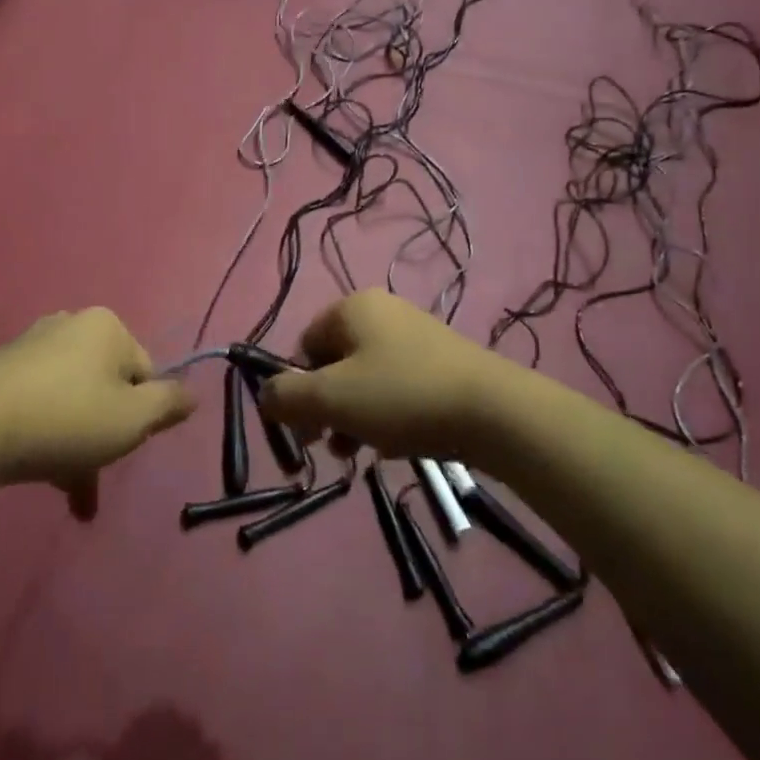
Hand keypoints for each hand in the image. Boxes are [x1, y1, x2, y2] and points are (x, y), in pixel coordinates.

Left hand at [0, 308, 193, 518]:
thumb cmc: (66, 419)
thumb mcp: (133, 419)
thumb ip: (169, 404)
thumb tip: (193, 394)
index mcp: (107, 327)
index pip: (145, 373)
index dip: (142, 415)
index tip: (125, 445)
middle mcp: (71, 325)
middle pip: (107, 387)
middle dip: (107, 436)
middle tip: (98, 476)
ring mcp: (32, 346)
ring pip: (74, 401)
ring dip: (79, 447)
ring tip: (73, 495)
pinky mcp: (1, 371)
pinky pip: (42, 405)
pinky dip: (50, 438)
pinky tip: (46, 477)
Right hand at [259, 290, 509, 461]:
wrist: (494, 412)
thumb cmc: (401, 396)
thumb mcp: (332, 398)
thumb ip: (286, 396)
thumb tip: (265, 396)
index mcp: (352, 308)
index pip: (304, 345)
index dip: (298, 387)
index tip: (308, 427)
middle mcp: (383, 312)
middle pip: (334, 364)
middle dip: (327, 407)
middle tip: (334, 446)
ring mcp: (416, 336)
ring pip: (365, 380)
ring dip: (354, 417)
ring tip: (361, 452)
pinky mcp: (442, 363)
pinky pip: (397, 388)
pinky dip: (387, 415)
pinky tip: (395, 445)